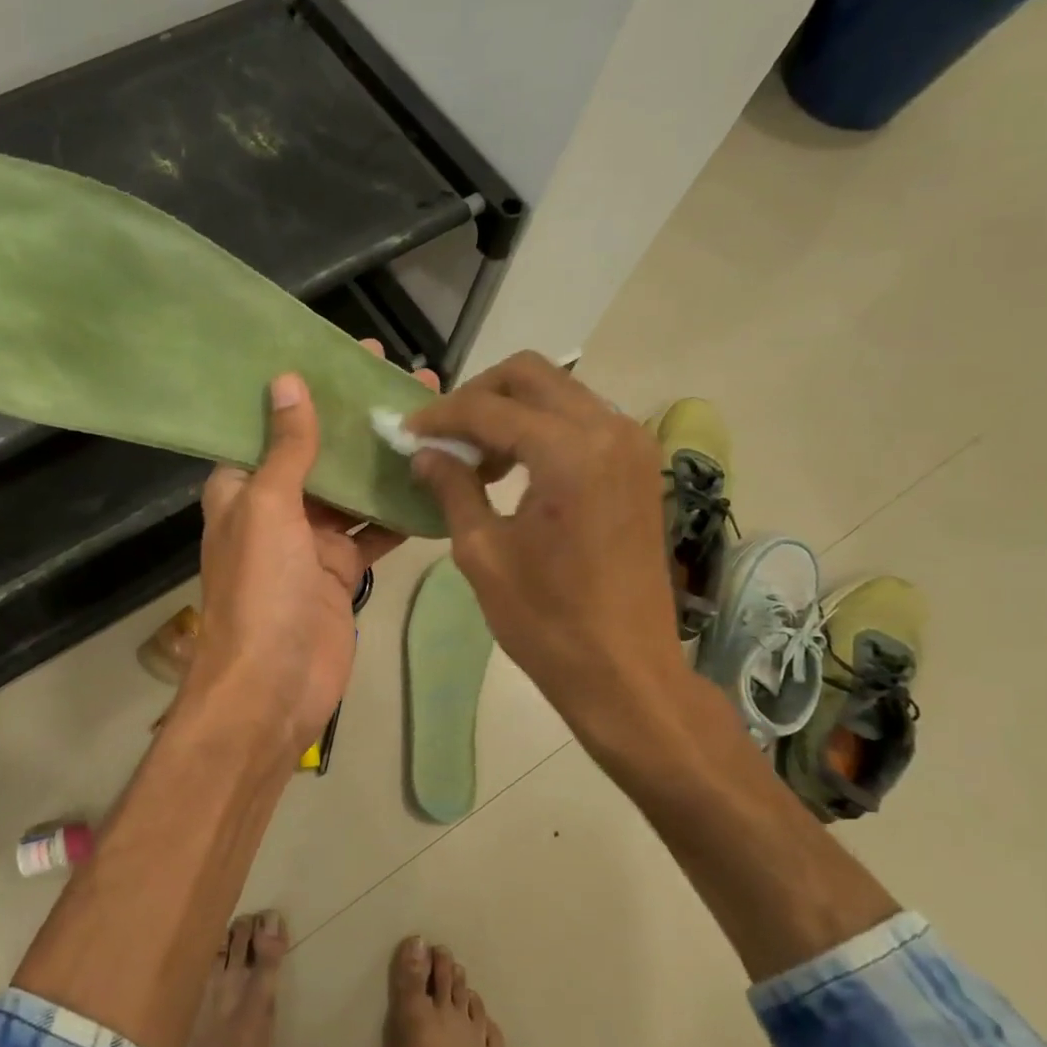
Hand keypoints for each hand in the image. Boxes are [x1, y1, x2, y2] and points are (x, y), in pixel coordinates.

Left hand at [190, 343, 437, 766]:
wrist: (273, 688)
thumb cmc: (261, 591)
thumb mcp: (268, 509)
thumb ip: (286, 449)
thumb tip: (286, 381)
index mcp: (243, 487)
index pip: (273, 423)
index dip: (306, 388)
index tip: (347, 355)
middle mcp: (276, 508)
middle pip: (321, 451)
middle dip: (357, 418)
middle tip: (405, 377)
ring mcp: (312, 542)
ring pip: (353, 489)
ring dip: (384, 459)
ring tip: (429, 417)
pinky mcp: (342, 572)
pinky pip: (374, 532)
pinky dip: (400, 512)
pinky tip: (436, 481)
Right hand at [403, 352, 689, 753]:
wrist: (625, 671)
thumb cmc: (547, 621)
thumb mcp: (483, 553)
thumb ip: (452, 488)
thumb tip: (425, 453)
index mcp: (570, 452)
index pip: (489, 408)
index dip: (440, 417)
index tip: (406, 432)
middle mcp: (610, 430)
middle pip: (531, 375)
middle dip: (478, 396)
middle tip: (442, 437)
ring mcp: (633, 445)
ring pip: (559, 392)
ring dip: (511, 411)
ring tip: (476, 459)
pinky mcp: (639, 466)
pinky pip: (582, 420)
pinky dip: (542, 428)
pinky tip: (515, 469)